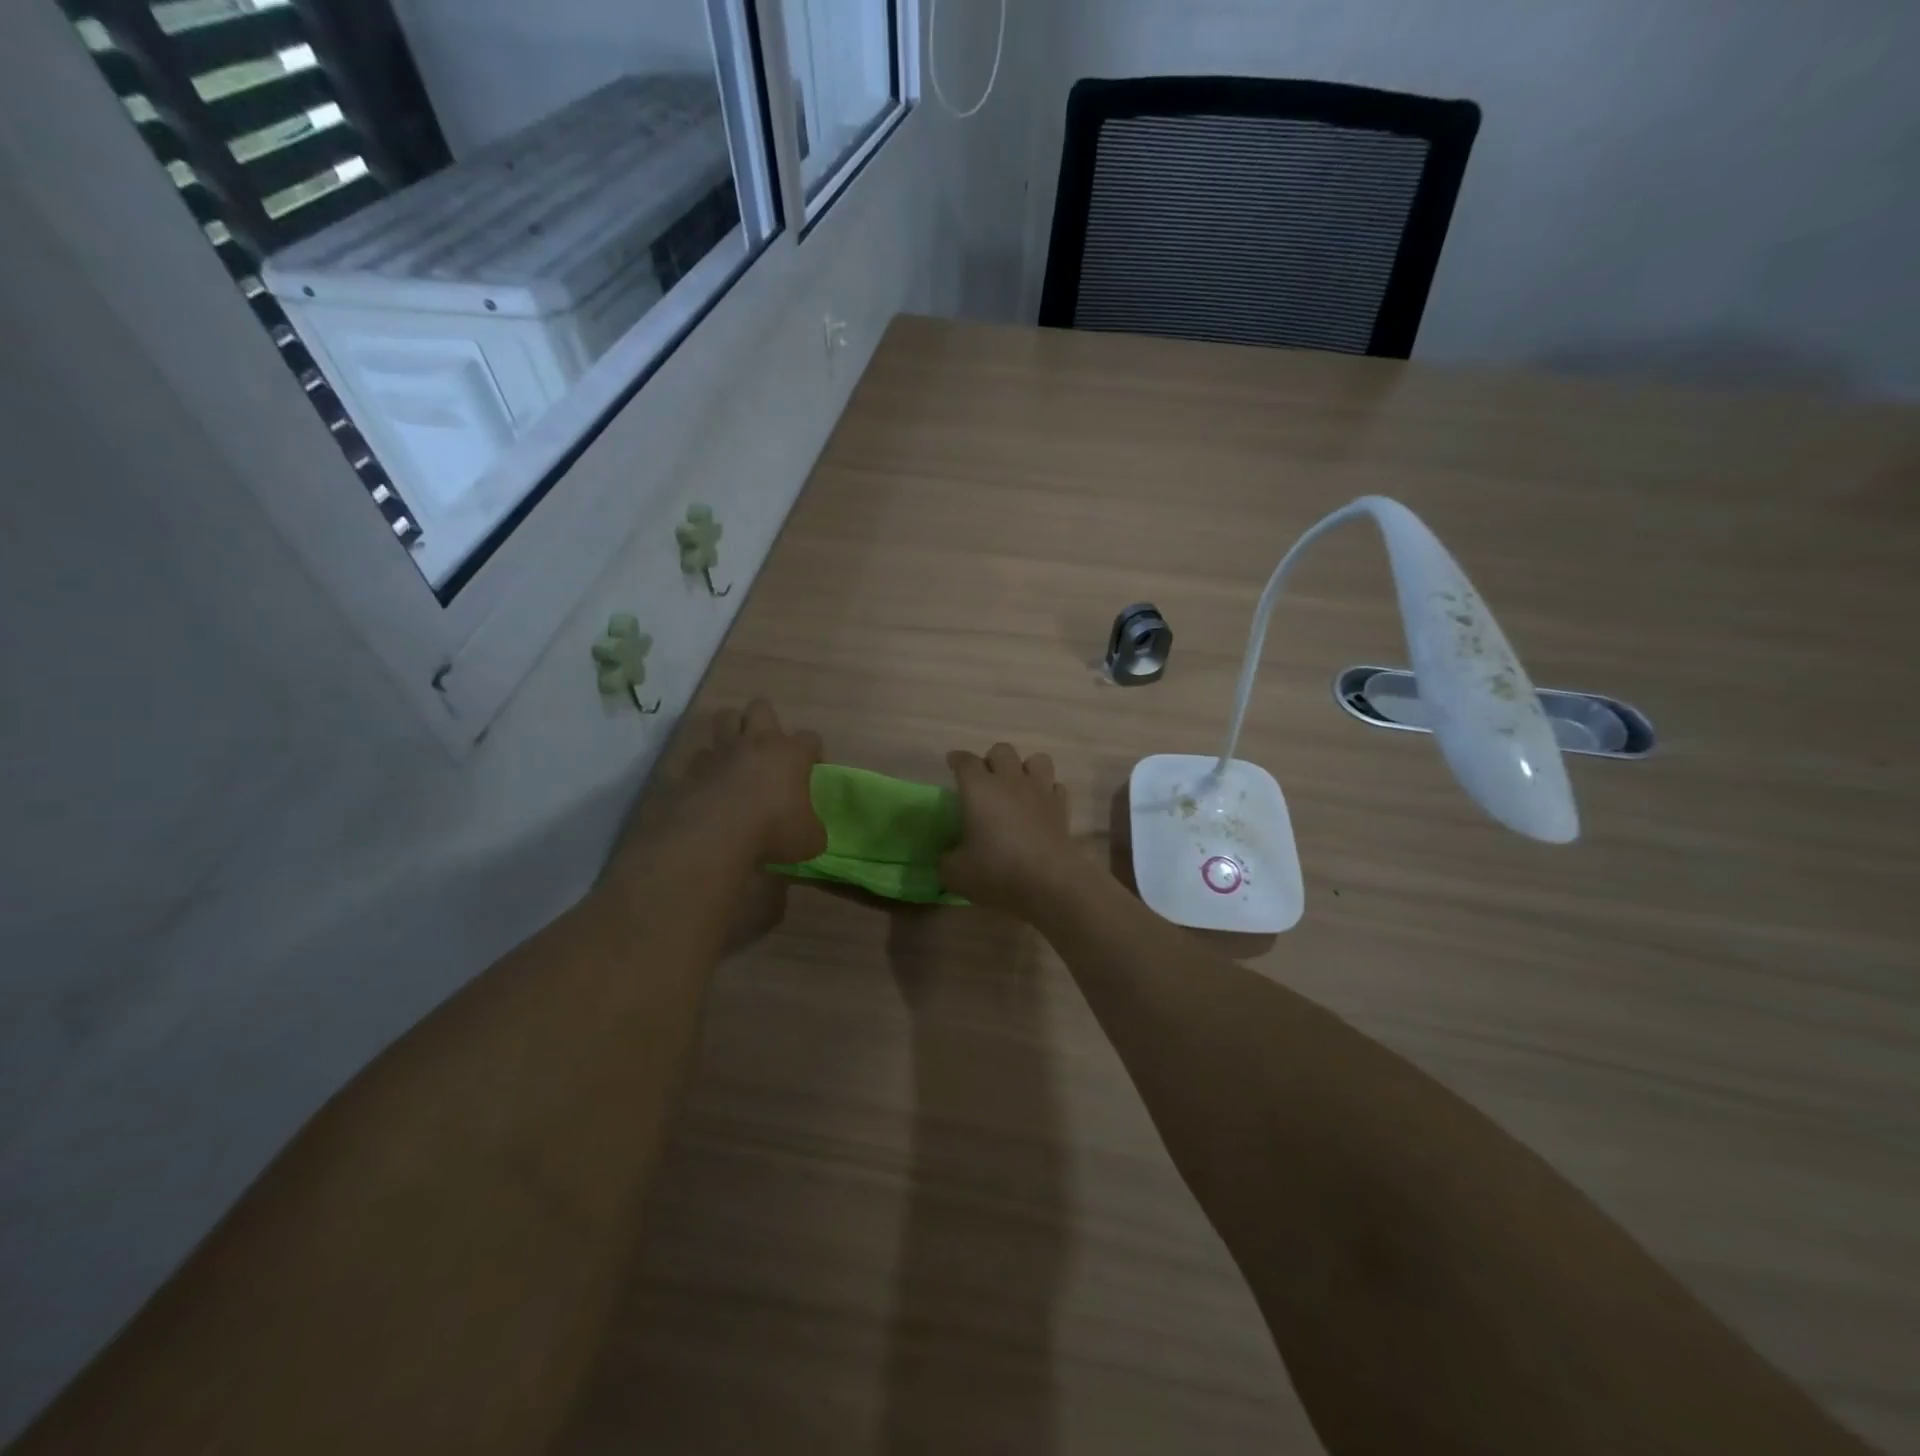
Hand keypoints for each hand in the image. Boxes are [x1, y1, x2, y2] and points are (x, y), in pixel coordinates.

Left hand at [680, 699, 826, 865]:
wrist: (713, 835)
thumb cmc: (772, 829)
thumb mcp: (809, 840)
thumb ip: (812, 829)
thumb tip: (810, 832)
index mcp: (790, 754)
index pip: (810, 738)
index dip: (813, 752)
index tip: (812, 768)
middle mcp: (756, 743)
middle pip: (761, 708)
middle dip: (765, 722)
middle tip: (768, 748)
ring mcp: (721, 752)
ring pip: (724, 718)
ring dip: (730, 730)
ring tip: (736, 753)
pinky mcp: (691, 768)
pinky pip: (698, 756)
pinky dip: (704, 765)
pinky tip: (708, 782)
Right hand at [940, 743, 1079, 919]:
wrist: (1050, 883)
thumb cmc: (997, 872)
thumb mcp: (955, 873)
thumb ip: (946, 860)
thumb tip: (948, 856)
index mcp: (979, 788)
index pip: (965, 761)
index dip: (956, 760)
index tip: (952, 764)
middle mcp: (1010, 780)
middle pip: (1001, 750)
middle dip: (991, 760)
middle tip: (984, 781)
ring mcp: (1040, 790)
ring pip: (1036, 759)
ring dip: (1025, 768)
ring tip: (1017, 788)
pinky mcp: (1062, 807)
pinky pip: (1055, 786)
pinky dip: (1047, 791)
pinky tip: (1040, 807)